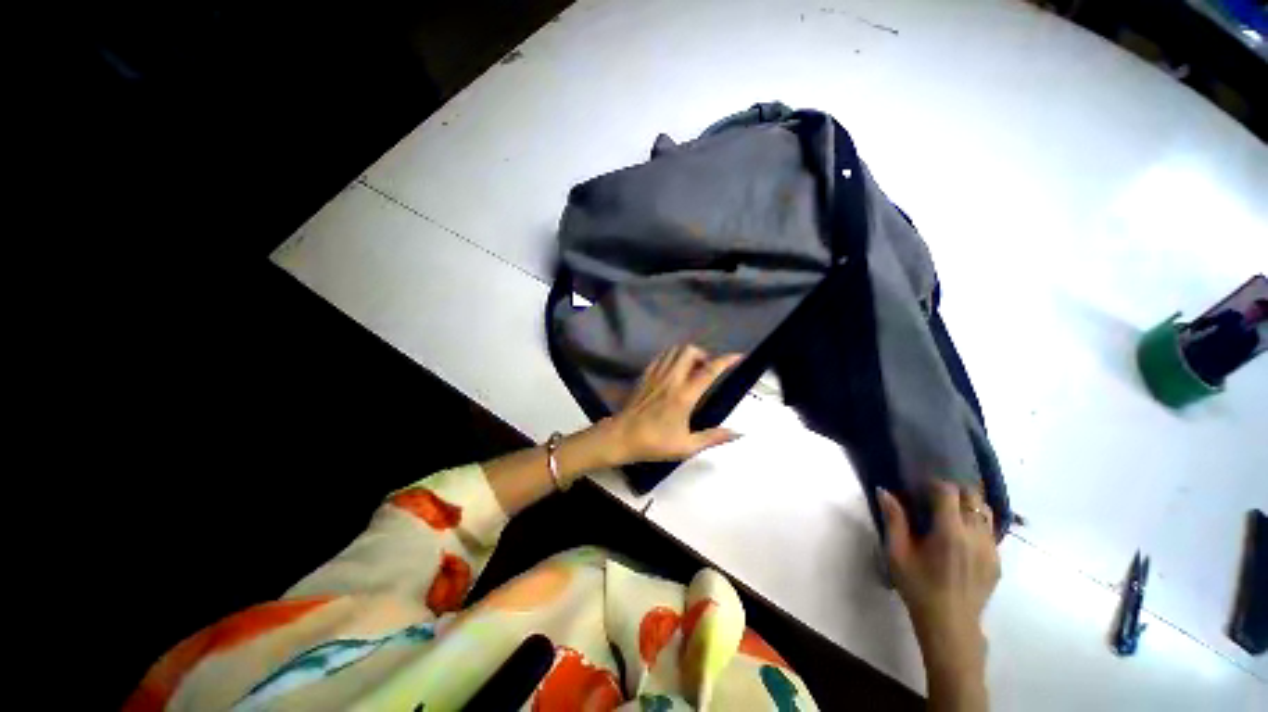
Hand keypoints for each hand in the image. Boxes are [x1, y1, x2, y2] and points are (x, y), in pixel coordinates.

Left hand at [604, 345, 741, 464]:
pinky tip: (675, 370)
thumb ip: (713, 438)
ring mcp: (656, 374)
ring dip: (688, 354)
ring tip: (693, 368)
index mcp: (684, 395)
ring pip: (674, 350)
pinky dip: (673, 356)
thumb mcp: (686, 446)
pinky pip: (661, 357)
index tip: (739, 357)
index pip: (709, 370)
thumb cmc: (654, 443)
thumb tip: (737, 433)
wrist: (621, 437)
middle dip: (704, 354)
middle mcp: (671, 379)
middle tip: (708, 369)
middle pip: (690, 351)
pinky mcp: (645, 375)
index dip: (726, 360)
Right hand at [879, 482, 998, 710]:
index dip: (936, 484)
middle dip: (955, 491)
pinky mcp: (997, 562)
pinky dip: (977, 524)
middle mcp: (975, 536)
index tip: (922, 486)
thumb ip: (894, 519)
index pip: (950, 492)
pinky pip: (990, 532)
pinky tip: (961, 536)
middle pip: (973, 498)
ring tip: (951, 512)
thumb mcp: (897, 553)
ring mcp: (991, 550)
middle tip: (935, 497)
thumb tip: (884, 490)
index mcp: (950, 532)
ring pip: (986, 513)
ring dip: (969, 506)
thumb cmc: (918, 587)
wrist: (950, 625)